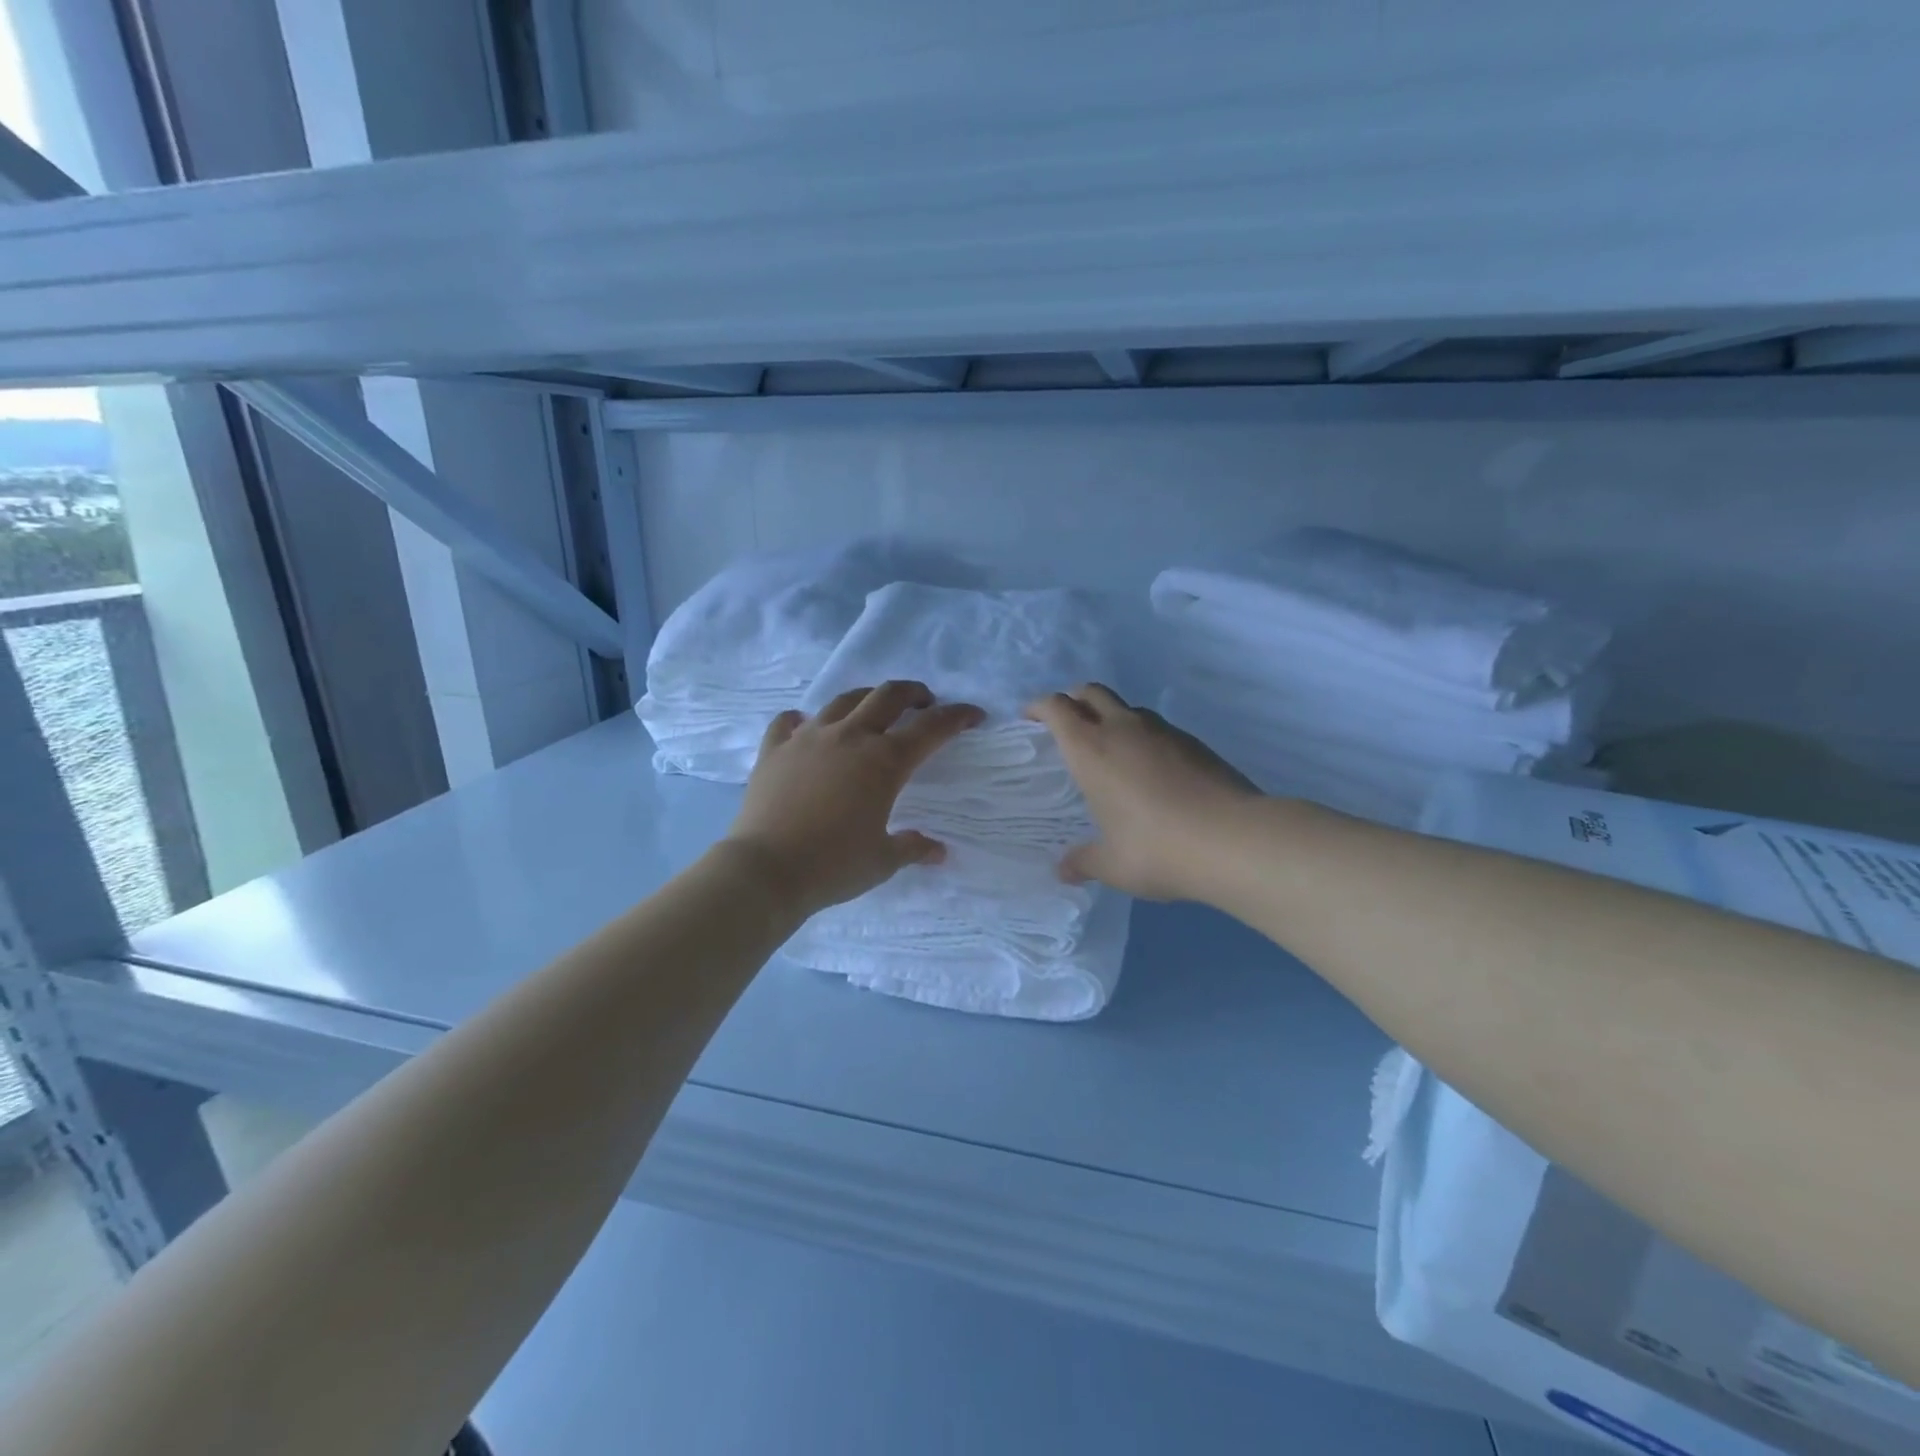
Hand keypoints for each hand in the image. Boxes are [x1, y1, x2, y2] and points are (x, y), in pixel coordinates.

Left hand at [725, 681, 984, 915]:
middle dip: (914, 693)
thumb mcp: (883, 861)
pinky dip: (804, 720)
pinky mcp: (774, 748)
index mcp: (884, 762)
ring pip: (843, 700)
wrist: (765, 870)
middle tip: (924, 703)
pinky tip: (807, 728)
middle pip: (888, 696)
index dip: (957, 717)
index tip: (973, 715)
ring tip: (873, 711)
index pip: (931, 728)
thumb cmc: (833, 866)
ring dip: (867, 699)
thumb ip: (913, 848)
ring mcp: (808, 738)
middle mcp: (849, 737)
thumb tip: (938, 850)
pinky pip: (790, 721)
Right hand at [1025, 683, 1258, 900]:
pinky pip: (1156, 727)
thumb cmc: (1157, 849)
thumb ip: (1084, 862)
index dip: (1039, 707)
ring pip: (1126, 707)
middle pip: (1090, 691)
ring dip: (1110, 716)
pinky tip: (1150, 769)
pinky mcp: (1194, 742)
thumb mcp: (1113, 864)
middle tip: (1066, 726)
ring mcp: (1162, 731)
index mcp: (1091, 750)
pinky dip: (1142, 736)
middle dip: (1073, 700)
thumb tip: (1063, 870)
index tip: (1030, 718)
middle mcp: (1123, 728)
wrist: (1234, 839)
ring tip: (1110, 750)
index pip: (1056, 708)